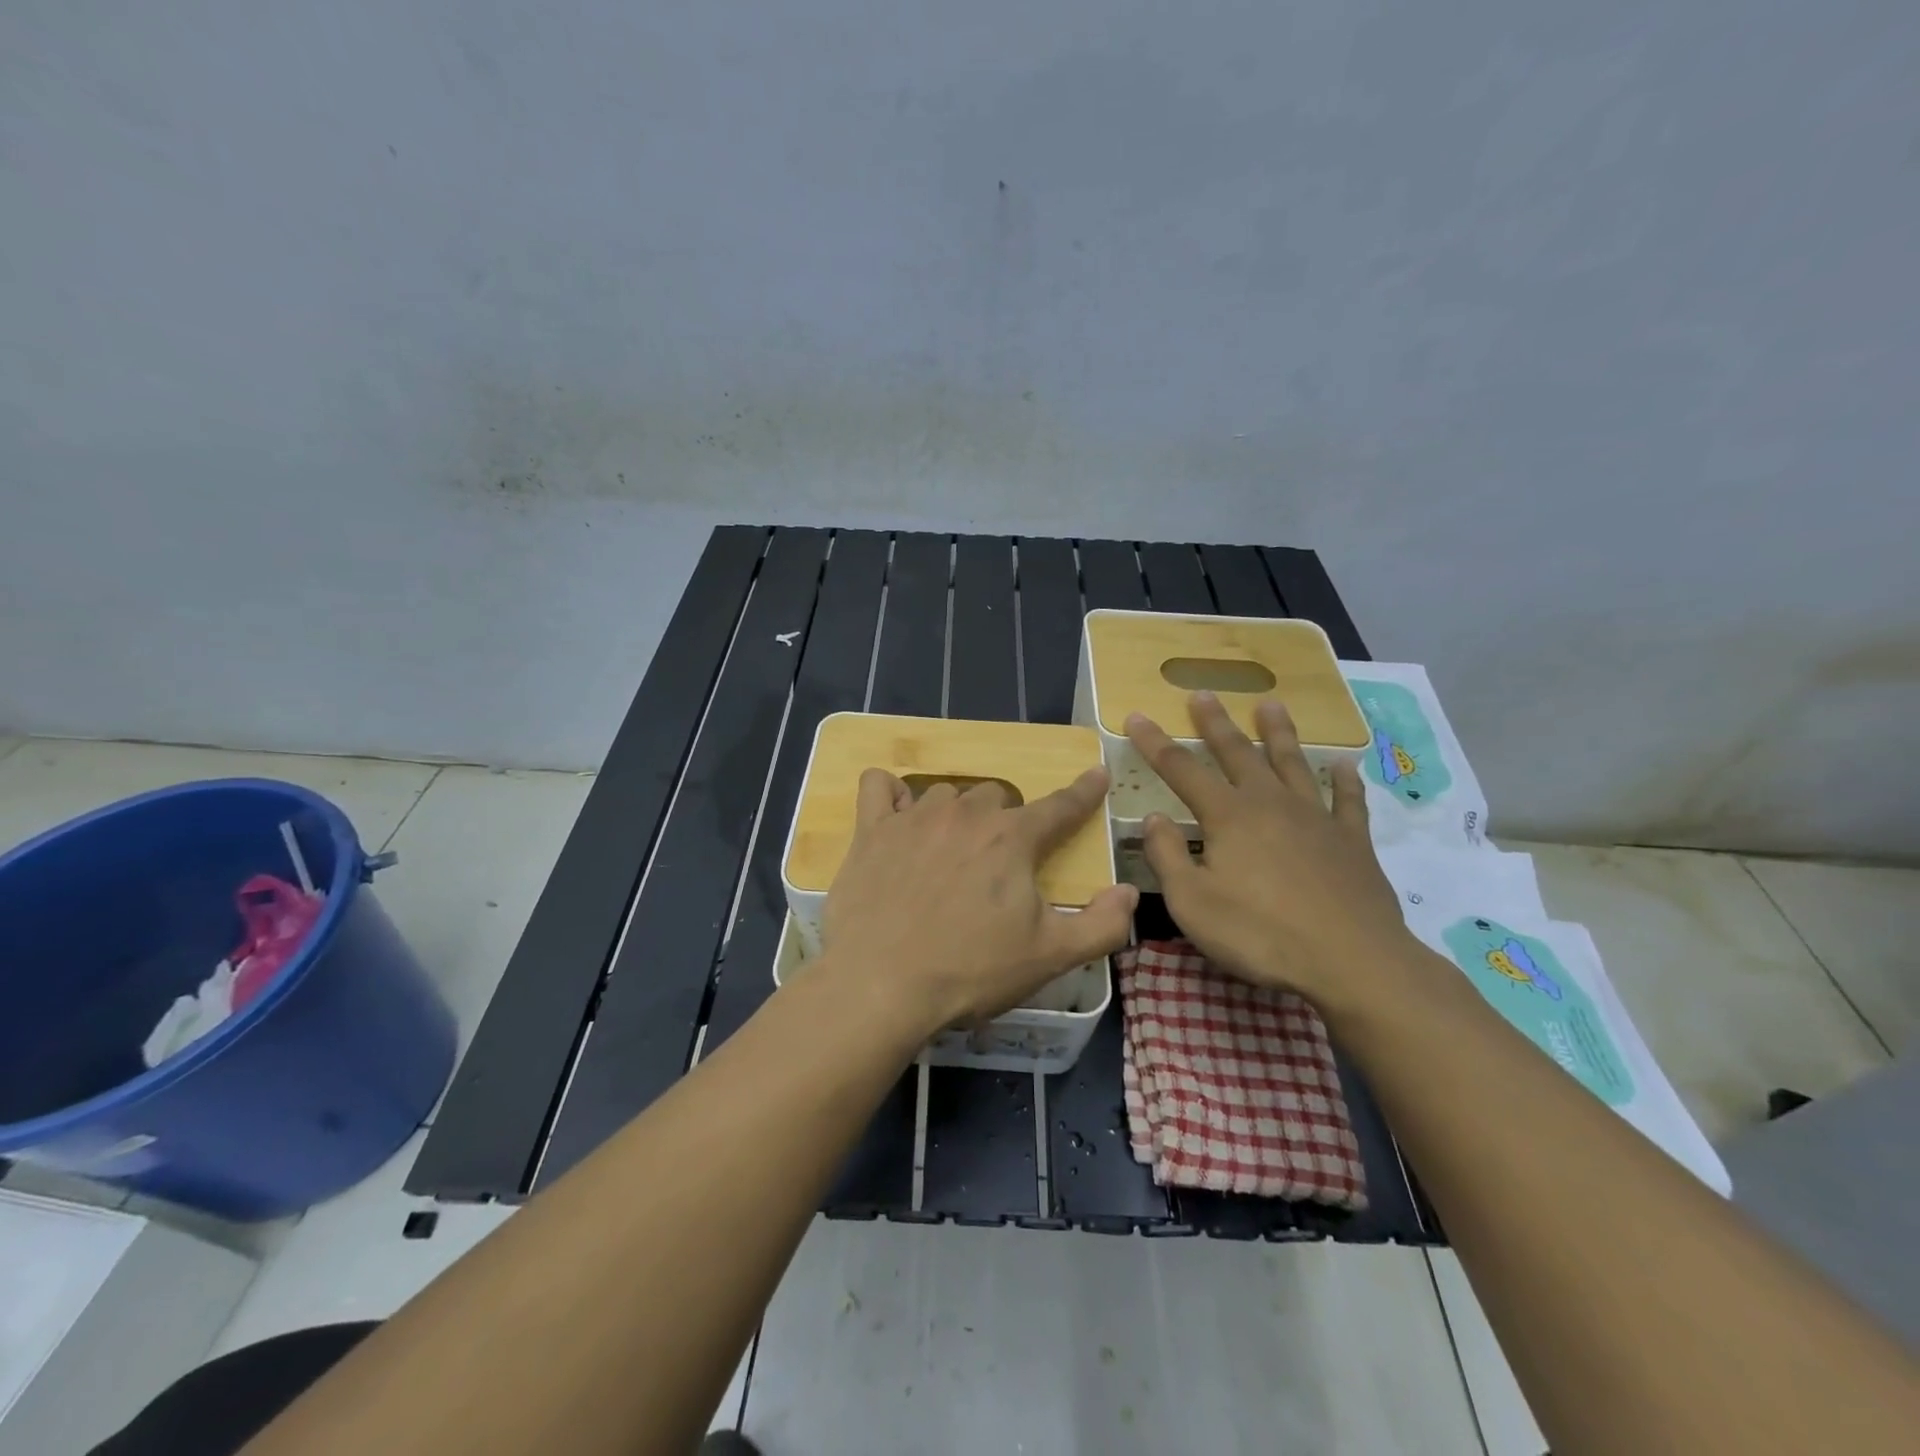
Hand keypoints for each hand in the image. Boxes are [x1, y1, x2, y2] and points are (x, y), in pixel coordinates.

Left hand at [821, 768, 1137, 1034]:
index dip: (1084, 792)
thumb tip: (1130, 893)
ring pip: (946, 793)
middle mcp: (966, 814)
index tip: (1096, 774)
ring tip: (949, 849)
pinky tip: (895, 816)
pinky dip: (890, 794)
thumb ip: (1102, 925)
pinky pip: (879, 786)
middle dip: (1006, 819)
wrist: (881, 985)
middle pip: (997, 795)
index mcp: (1013, 839)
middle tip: (998, 860)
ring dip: (956, 813)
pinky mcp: (871, 830)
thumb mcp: (1051, 956)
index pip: (1061, 806)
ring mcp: (914, 817)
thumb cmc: (971, 971)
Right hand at [1125, 692, 1414, 1013]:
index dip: (1154, 742)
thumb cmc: (1259, 933)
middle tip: (1203, 694)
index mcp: (1227, 816)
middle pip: (1238, 753)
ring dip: (1278, 733)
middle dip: (1215, 723)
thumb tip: (1154, 817)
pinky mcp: (1352, 840)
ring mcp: (1316, 818)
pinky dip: (1345, 780)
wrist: (1351, 961)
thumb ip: (1167, 856)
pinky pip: (1348, 800)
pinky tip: (1345, 765)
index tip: (1136, 715)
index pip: (1181, 769)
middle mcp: (1270, 803)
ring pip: (1292, 763)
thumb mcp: (1191, 902)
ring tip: (1271, 704)